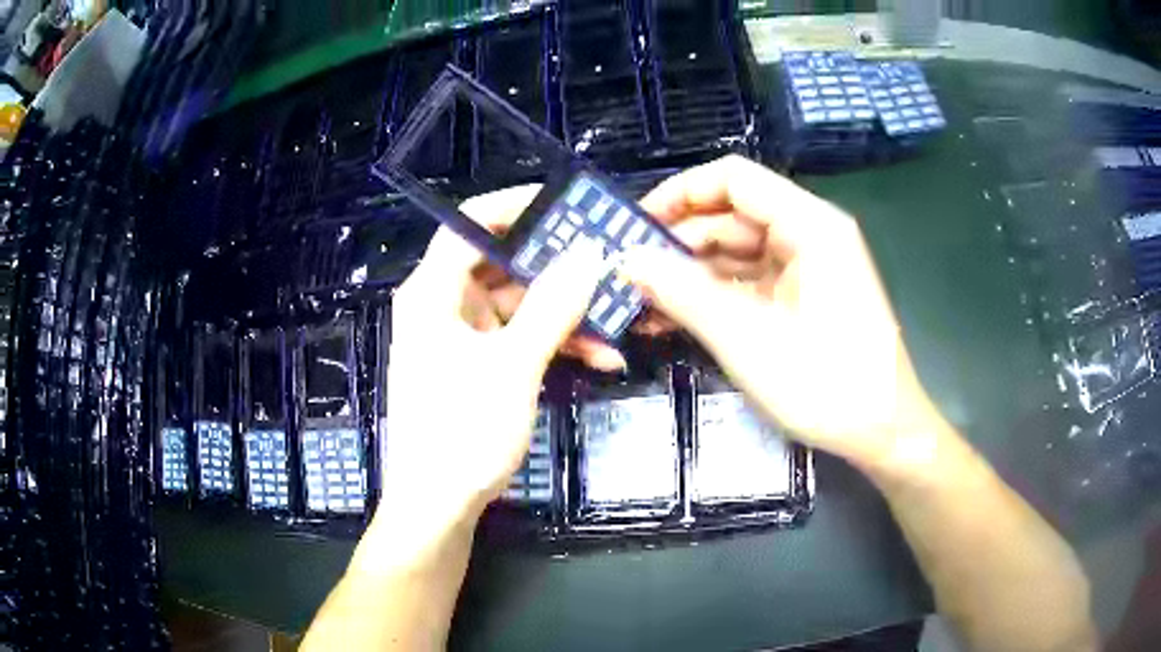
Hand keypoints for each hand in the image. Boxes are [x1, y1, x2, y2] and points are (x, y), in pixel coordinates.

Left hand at [374, 187, 607, 547]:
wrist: (439, 507)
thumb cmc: (462, 432)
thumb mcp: (513, 365)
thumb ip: (552, 305)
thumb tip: (588, 253)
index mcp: (432, 294)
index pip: (470, 227)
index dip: (515, 208)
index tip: (565, 206)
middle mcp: (443, 307)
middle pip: (503, 266)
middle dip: (558, 270)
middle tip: (607, 264)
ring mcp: (461, 339)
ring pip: (519, 307)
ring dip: (566, 316)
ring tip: (617, 324)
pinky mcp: (477, 368)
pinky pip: (518, 340)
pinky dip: (554, 345)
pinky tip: (599, 358)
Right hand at [622, 156, 947, 472]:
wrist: (883, 433)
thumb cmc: (827, 385)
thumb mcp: (748, 339)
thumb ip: (685, 292)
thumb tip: (627, 259)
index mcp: (809, 225)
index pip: (733, 179)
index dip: (680, 194)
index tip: (634, 226)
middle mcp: (809, 234)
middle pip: (732, 217)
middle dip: (678, 243)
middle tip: (627, 275)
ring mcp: (806, 268)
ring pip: (736, 253)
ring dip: (690, 276)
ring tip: (640, 304)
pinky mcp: (802, 299)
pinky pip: (749, 284)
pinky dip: (713, 298)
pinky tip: (673, 319)